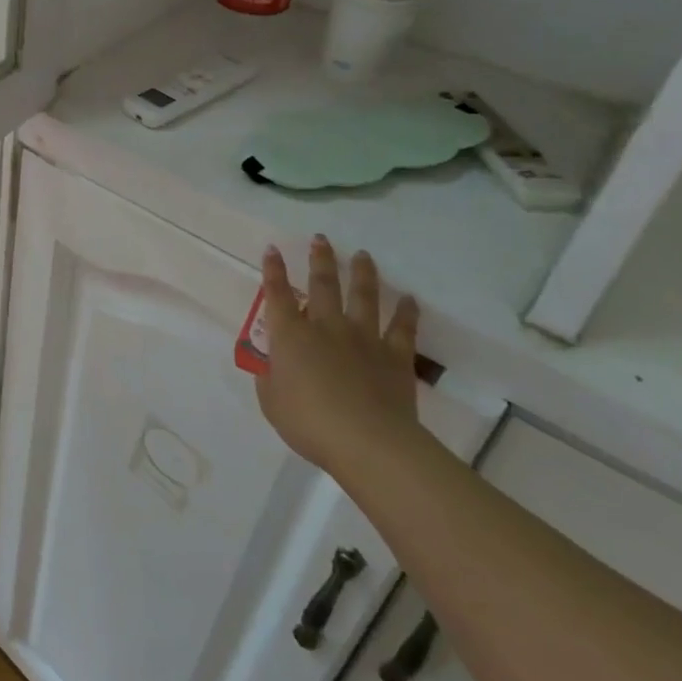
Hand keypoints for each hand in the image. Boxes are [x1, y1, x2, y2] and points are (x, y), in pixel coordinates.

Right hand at [255, 236, 423, 479]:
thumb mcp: (272, 402)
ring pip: (363, 297)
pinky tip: (410, 299)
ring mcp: (363, 339)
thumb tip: (276, 367)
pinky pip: (402, 329)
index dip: (273, 270)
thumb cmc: (309, 422)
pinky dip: (407, 313)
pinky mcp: (394, 357)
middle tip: (321, 238)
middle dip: (320, 259)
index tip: (273, 249)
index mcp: (290, 336)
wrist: (368, 442)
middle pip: (323, 285)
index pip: (277, 294)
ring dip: (362, 274)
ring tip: (363, 255)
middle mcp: (325, 327)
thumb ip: (271, 379)